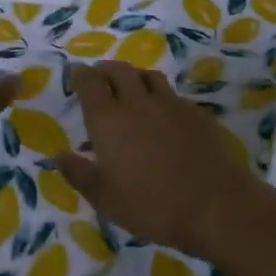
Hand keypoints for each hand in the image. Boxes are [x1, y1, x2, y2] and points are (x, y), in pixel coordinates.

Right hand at [56, 62, 275, 258]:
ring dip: (134, 77)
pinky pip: (172, 95)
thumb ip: (79, 174)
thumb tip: (59, 157)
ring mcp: (170, 104)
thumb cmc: (151, 205)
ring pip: (148, 76)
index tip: (77, 77)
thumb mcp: (105, 198)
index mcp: (108, 119)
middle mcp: (137, 102)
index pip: (89, 82)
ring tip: (130, 89)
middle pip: (118, 70)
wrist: (216, 205)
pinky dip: (160, 97)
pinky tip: (163, 115)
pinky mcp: (196, 113)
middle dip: (105, 70)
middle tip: (100, 79)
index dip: (81, 76)